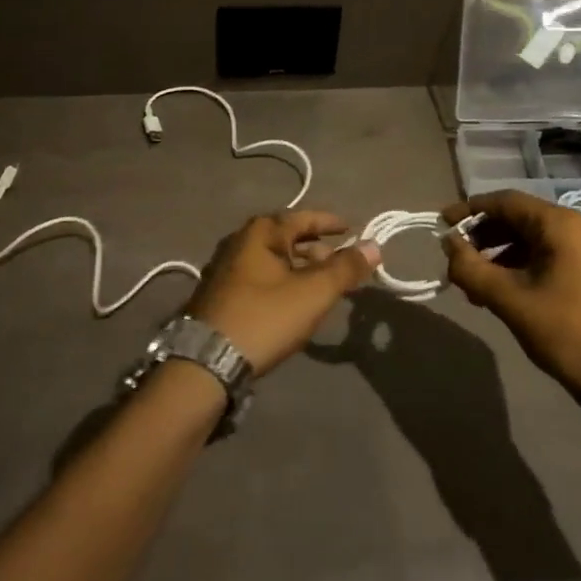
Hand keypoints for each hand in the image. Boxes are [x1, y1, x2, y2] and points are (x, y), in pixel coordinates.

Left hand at [186, 212, 380, 374]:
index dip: (330, 223)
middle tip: (341, 264)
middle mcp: (239, 241)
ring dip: (300, 267)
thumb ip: (345, 268)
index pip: (303, 217)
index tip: (352, 229)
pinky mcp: (220, 293)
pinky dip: (282, 281)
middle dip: (316, 248)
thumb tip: (374, 245)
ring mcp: (225, 268)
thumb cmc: (264, 318)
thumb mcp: (313, 293)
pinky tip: (293, 301)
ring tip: (322, 285)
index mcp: (260, 232)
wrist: (206, 362)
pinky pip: (260, 277)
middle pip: (287, 237)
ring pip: (273, 259)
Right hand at [441, 190, 580, 399]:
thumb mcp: (508, 300)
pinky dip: (526, 263)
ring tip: (477, 282)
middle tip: (458, 257)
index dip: (469, 210)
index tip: (442, 223)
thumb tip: (449, 245)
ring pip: (536, 237)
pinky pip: (554, 253)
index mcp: (562, 225)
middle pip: (521, 217)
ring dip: (503, 253)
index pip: (505, 202)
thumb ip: (470, 267)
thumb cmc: (564, 331)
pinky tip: (505, 288)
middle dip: (485, 236)